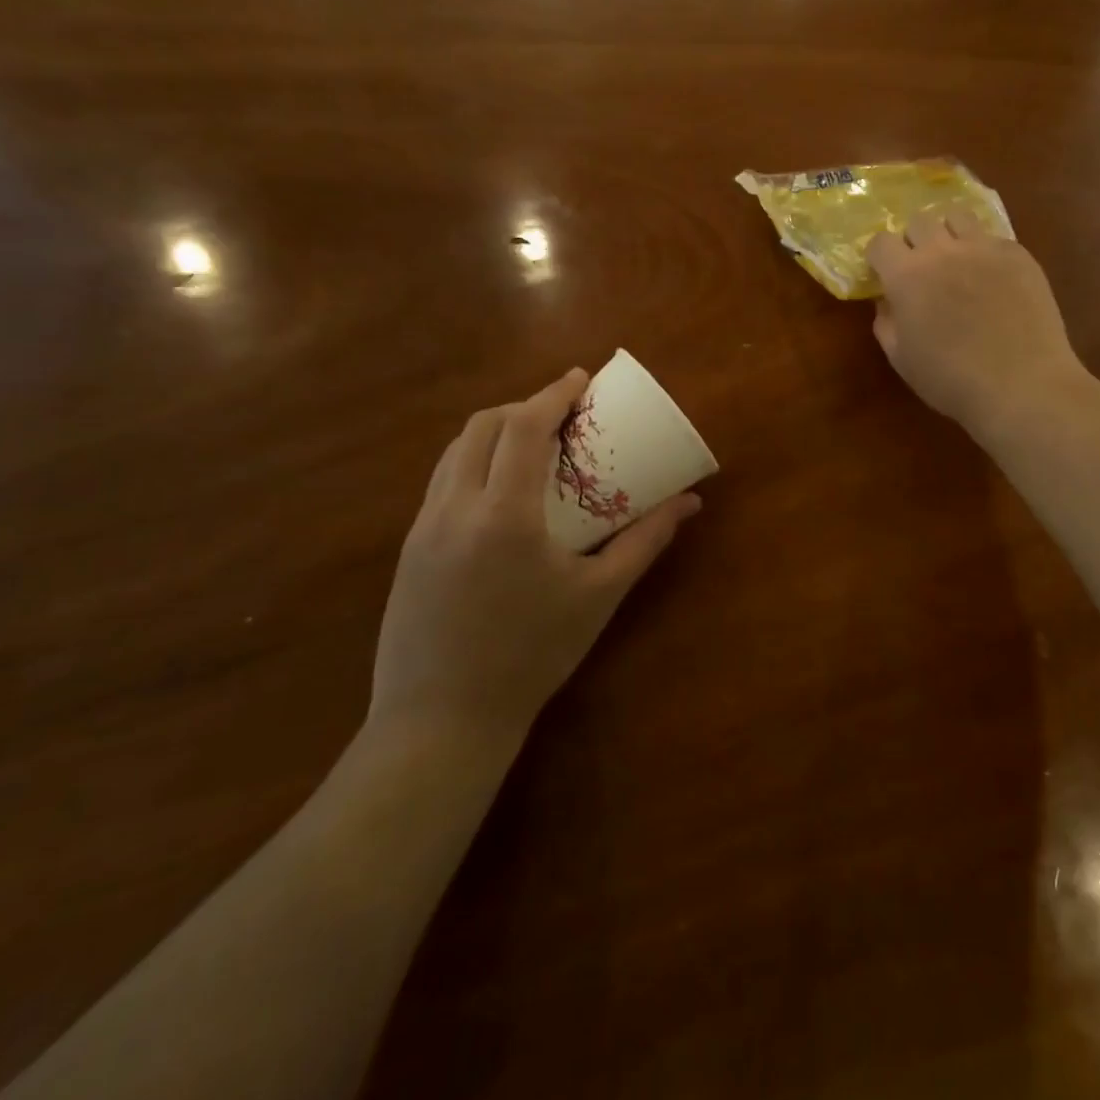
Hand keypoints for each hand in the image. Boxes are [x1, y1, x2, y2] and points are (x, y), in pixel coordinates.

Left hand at [370, 369, 699, 745]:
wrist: (441, 722)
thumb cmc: (531, 655)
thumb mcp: (599, 596)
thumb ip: (645, 541)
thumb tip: (690, 502)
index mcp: (503, 515)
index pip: (522, 427)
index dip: (552, 394)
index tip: (581, 378)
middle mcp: (454, 508)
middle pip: (481, 427)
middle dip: (522, 406)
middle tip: (560, 413)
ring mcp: (423, 528)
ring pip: (454, 452)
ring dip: (494, 433)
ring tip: (531, 443)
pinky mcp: (408, 550)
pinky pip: (441, 482)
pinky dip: (473, 463)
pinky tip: (499, 490)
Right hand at [867, 213, 1086, 433]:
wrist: (1021, 385)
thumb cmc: (951, 380)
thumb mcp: (901, 359)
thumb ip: (886, 323)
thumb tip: (887, 301)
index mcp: (907, 275)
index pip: (881, 241)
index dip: (880, 257)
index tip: (884, 274)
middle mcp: (943, 250)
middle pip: (919, 220)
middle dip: (914, 241)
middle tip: (922, 270)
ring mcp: (984, 247)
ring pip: (958, 216)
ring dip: (949, 233)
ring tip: (957, 260)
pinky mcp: (1018, 254)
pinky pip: (993, 237)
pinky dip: (985, 251)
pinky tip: (993, 279)